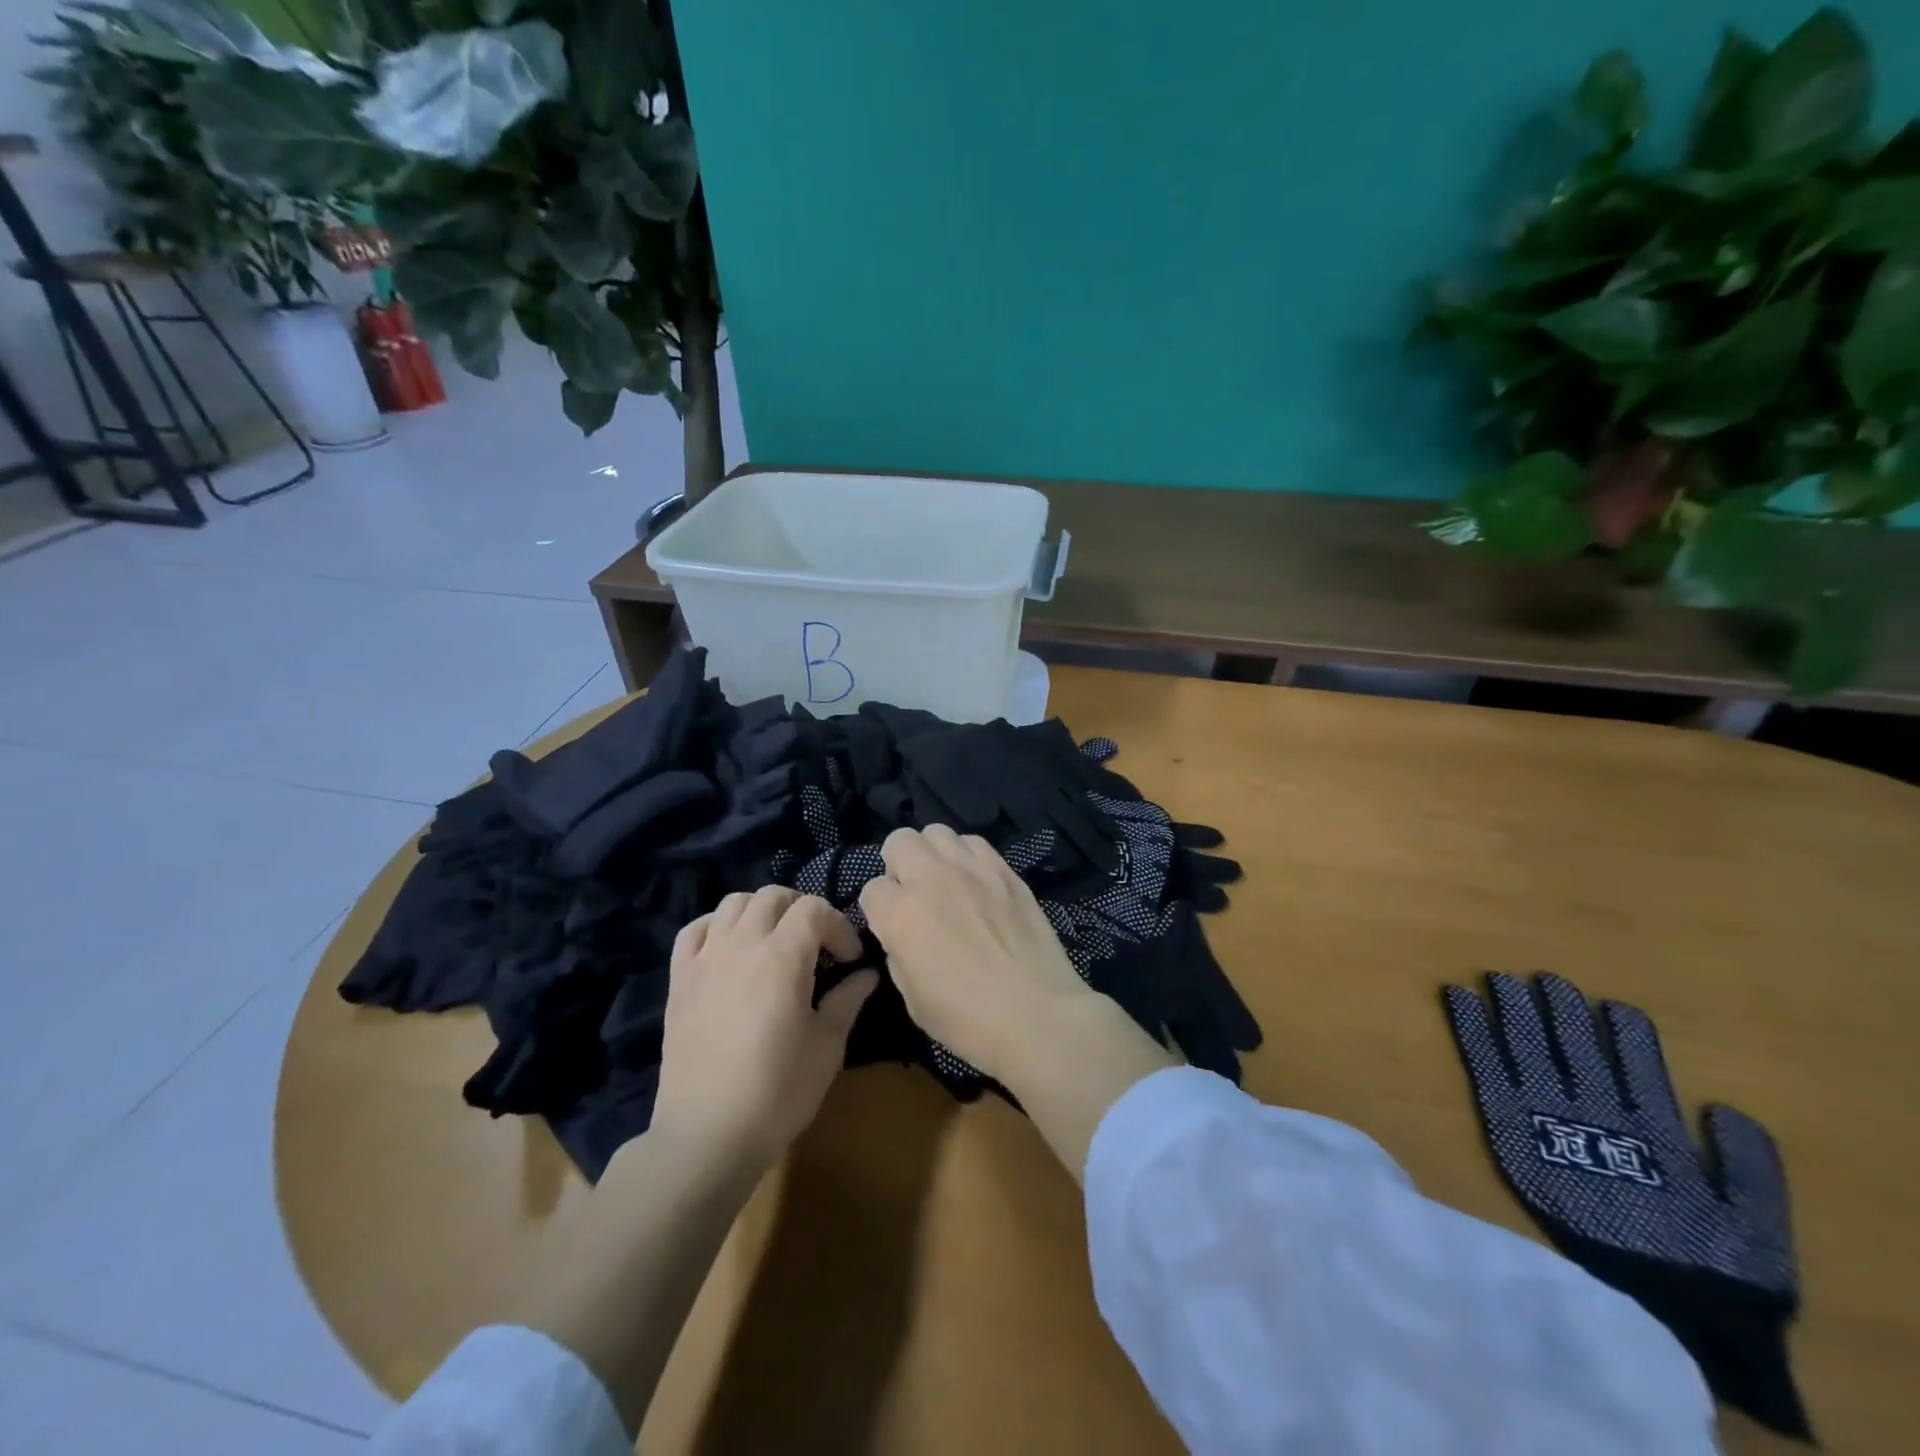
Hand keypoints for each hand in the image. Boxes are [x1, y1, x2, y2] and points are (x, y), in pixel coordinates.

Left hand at [653, 886, 876, 1171]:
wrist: (706, 1137)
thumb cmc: (778, 1092)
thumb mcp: (827, 1047)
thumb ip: (848, 999)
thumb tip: (866, 974)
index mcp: (782, 957)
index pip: (814, 909)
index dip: (839, 926)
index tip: (850, 960)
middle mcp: (741, 944)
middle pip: (773, 896)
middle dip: (804, 910)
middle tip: (818, 944)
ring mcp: (705, 959)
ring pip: (733, 903)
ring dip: (762, 911)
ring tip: (776, 941)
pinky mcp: (679, 979)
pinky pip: (695, 930)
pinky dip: (717, 926)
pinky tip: (730, 947)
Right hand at [858, 824, 1097, 1084]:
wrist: (1037, 1014)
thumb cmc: (967, 1019)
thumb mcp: (912, 997)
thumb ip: (899, 951)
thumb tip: (903, 933)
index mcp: (901, 913)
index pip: (872, 889)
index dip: (880, 910)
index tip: (893, 928)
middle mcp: (932, 879)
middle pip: (899, 841)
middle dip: (898, 865)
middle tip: (913, 894)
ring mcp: (972, 869)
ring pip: (937, 832)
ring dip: (932, 854)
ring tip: (944, 882)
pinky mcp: (1005, 870)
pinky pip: (975, 843)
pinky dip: (967, 856)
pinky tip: (976, 883)